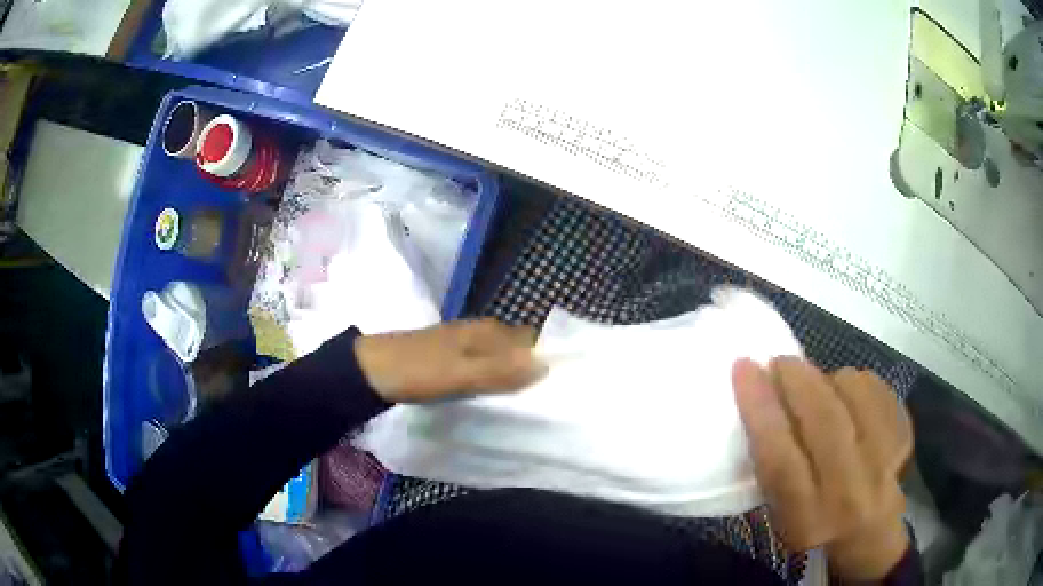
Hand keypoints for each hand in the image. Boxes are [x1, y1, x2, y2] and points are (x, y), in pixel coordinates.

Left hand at [355, 318, 544, 402]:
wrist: (369, 371)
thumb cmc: (417, 370)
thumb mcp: (461, 373)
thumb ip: (501, 371)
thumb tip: (546, 366)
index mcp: (485, 330)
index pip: (529, 340)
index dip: (546, 358)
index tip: (560, 384)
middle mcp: (478, 332)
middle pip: (516, 349)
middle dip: (531, 369)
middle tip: (546, 400)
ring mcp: (462, 344)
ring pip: (499, 358)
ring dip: (512, 376)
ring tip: (527, 403)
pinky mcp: (449, 359)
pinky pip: (482, 367)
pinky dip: (492, 380)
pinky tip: (494, 397)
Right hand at [732, 357, 912, 580]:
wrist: (871, 535)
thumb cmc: (814, 523)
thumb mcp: (782, 513)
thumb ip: (774, 466)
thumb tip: (766, 400)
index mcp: (806, 517)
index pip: (780, 458)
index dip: (760, 407)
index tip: (744, 367)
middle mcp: (848, 491)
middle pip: (825, 419)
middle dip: (798, 379)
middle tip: (780, 363)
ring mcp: (883, 462)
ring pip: (856, 395)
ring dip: (830, 379)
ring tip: (819, 386)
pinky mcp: (903, 439)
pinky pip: (880, 390)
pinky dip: (859, 382)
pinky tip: (849, 394)